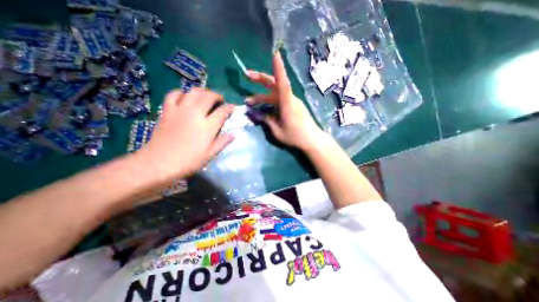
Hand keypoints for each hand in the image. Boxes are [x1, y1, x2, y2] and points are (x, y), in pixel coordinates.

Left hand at [138, 87, 233, 183]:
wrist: (159, 162)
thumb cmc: (189, 160)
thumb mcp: (210, 154)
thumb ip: (223, 142)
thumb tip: (235, 134)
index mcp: (207, 126)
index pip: (222, 111)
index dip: (229, 108)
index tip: (232, 107)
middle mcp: (195, 113)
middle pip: (208, 97)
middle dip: (217, 96)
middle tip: (220, 100)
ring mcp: (180, 110)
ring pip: (193, 92)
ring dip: (202, 91)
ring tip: (206, 96)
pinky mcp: (167, 111)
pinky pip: (174, 94)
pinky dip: (181, 92)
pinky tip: (185, 96)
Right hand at [247, 52, 323, 150]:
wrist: (312, 140)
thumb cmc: (295, 137)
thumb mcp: (277, 131)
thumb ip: (266, 120)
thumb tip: (255, 113)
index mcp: (287, 104)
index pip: (282, 83)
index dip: (278, 69)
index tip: (274, 54)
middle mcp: (290, 99)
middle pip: (275, 84)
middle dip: (260, 79)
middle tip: (247, 75)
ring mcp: (292, 102)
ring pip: (275, 94)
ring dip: (262, 96)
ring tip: (249, 101)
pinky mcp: (293, 106)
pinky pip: (279, 100)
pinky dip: (269, 101)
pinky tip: (262, 107)